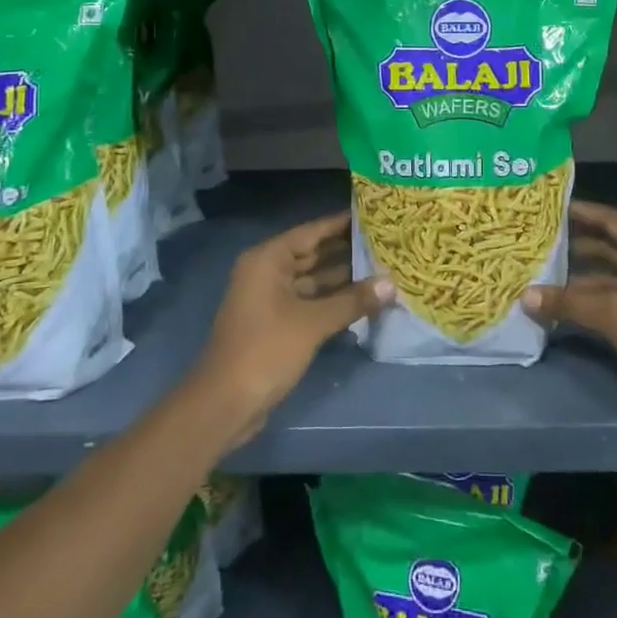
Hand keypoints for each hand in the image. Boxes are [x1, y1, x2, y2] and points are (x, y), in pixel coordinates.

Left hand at [192, 211, 390, 447]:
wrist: (224, 403)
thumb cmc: (266, 350)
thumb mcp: (313, 323)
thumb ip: (353, 300)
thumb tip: (392, 283)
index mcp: (268, 260)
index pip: (312, 231)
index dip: (342, 223)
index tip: (374, 214)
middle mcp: (267, 272)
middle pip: (313, 254)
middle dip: (347, 250)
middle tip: (386, 242)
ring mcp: (270, 299)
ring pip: (313, 280)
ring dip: (343, 278)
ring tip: (383, 269)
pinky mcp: (275, 323)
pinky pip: (309, 302)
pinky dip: (333, 301)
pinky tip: (363, 300)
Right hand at [523, 201, 616, 426]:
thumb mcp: (614, 315)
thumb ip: (568, 302)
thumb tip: (524, 296)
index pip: (613, 221)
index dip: (584, 213)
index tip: (552, 208)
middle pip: (611, 247)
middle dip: (577, 246)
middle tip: (539, 243)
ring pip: (612, 277)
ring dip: (582, 278)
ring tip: (544, 275)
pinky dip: (594, 300)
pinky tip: (566, 306)